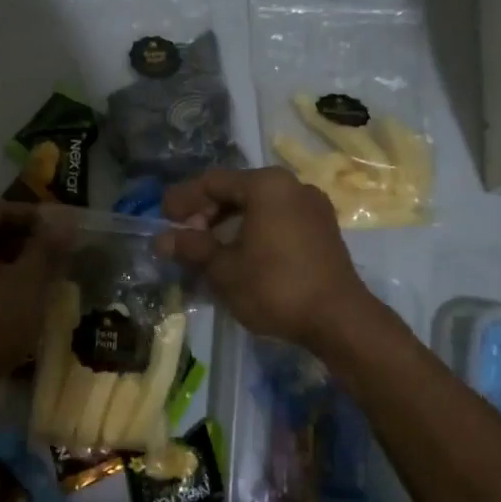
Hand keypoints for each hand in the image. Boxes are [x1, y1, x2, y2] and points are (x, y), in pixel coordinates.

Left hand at [0, 200, 62, 397]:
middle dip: (26, 243)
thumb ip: (47, 247)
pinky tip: (24, 301)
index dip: (37, 218)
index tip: (67, 231)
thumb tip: (66, 222)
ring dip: (14, 265)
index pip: (1, 209)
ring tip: (48, 278)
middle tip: (61, 255)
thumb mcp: (28, 281)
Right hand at [158, 168, 372, 349]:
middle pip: (238, 190)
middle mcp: (293, 185)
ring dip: (230, 223)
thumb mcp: (224, 269)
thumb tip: (161, 240)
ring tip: (209, 248)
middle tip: (185, 236)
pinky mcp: (324, 229)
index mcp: (267, 185)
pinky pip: (280, 219)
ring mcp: (313, 206)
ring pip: (260, 206)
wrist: (339, 319)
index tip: (163, 218)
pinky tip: (241, 254)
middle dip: (207, 212)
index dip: (184, 199)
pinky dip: (255, 230)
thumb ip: (192, 248)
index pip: (213, 181)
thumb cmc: (275, 287)